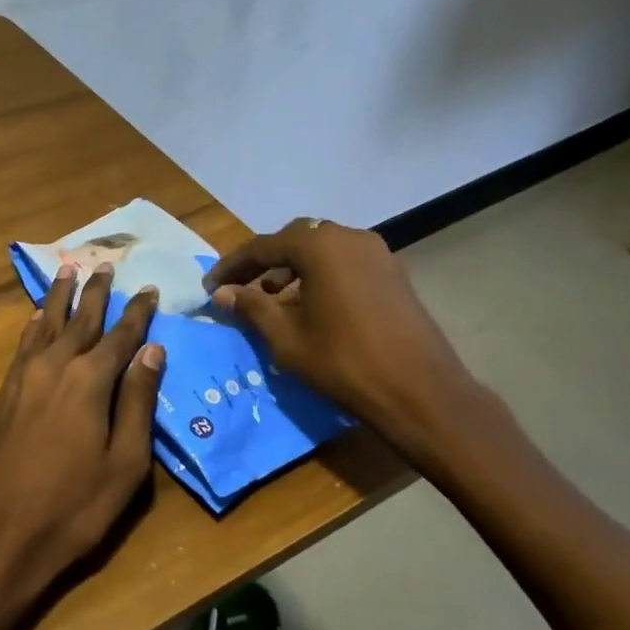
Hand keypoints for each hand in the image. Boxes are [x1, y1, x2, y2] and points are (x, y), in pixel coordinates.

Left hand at [0, 263, 163, 619]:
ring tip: (67, 272)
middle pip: (79, 320)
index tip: (150, 290)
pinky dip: (33, 327)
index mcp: (89, 381)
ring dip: (59, 298)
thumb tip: (153, 351)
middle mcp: (54, 368)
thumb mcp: (125, 463)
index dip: (138, 313)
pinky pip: (22, 347)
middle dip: (95, 292)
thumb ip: (137, 402)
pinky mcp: (1, 397)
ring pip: (44, 325)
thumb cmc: (72, 508)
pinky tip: (36, 320)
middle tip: (105, 265)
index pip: (121, 336)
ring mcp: (21, 380)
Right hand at [203, 219, 473, 443]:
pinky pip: (346, 264)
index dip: (232, 267)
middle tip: (241, 290)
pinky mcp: (393, 274)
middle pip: (296, 241)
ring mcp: (378, 254)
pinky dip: (321, 277)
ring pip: (323, 252)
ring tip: (273, 301)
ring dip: (294, 270)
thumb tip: (223, 292)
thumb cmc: (343, 363)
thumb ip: (252, 307)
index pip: (263, 247)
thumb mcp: (286, 338)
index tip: (210, 287)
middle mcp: (350, 237)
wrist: (419, 391)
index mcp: (320, 246)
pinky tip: (311, 307)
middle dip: (264, 263)